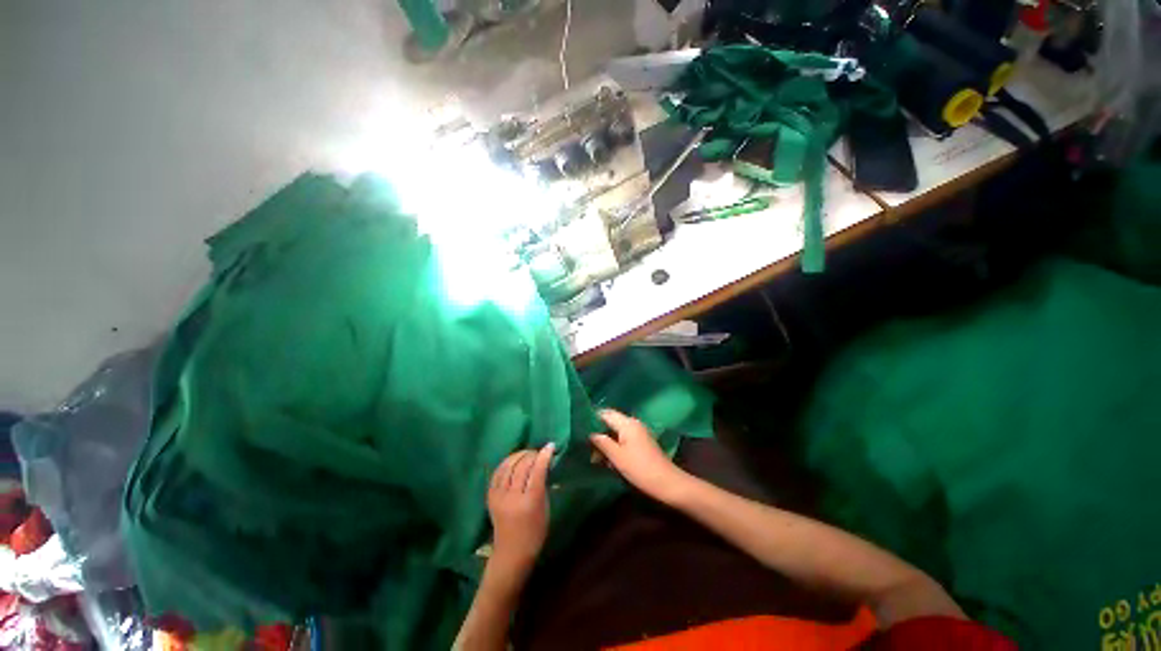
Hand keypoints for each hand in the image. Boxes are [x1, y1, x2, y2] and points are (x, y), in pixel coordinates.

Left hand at [487, 444, 554, 576]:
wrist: (511, 553)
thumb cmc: (535, 533)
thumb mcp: (545, 509)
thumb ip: (543, 486)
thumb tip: (543, 465)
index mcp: (530, 502)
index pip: (538, 471)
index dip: (544, 455)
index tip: (550, 446)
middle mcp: (513, 497)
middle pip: (522, 466)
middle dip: (532, 454)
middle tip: (539, 452)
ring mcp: (499, 496)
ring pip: (508, 466)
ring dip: (519, 455)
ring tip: (527, 454)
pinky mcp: (490, 497)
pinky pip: (497, 473)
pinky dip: (506, 463)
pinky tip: (513, 460)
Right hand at [589, 410, 692, 504]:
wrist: (668, 483)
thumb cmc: (640, 469)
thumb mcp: (617, 457)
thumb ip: (602, 442)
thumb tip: (590, 433)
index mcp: (627, 423)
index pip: (605, 413)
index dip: (592, 418)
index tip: (579, 428)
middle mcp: (633, 423)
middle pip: (610, 422)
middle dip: (598, 432)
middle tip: (586, 447)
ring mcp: (638, 433)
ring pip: (616, 432)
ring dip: (605, 441)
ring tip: (595, 457)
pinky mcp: (641, 442)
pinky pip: (623, 439)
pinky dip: (614, 446)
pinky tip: (608, 459)